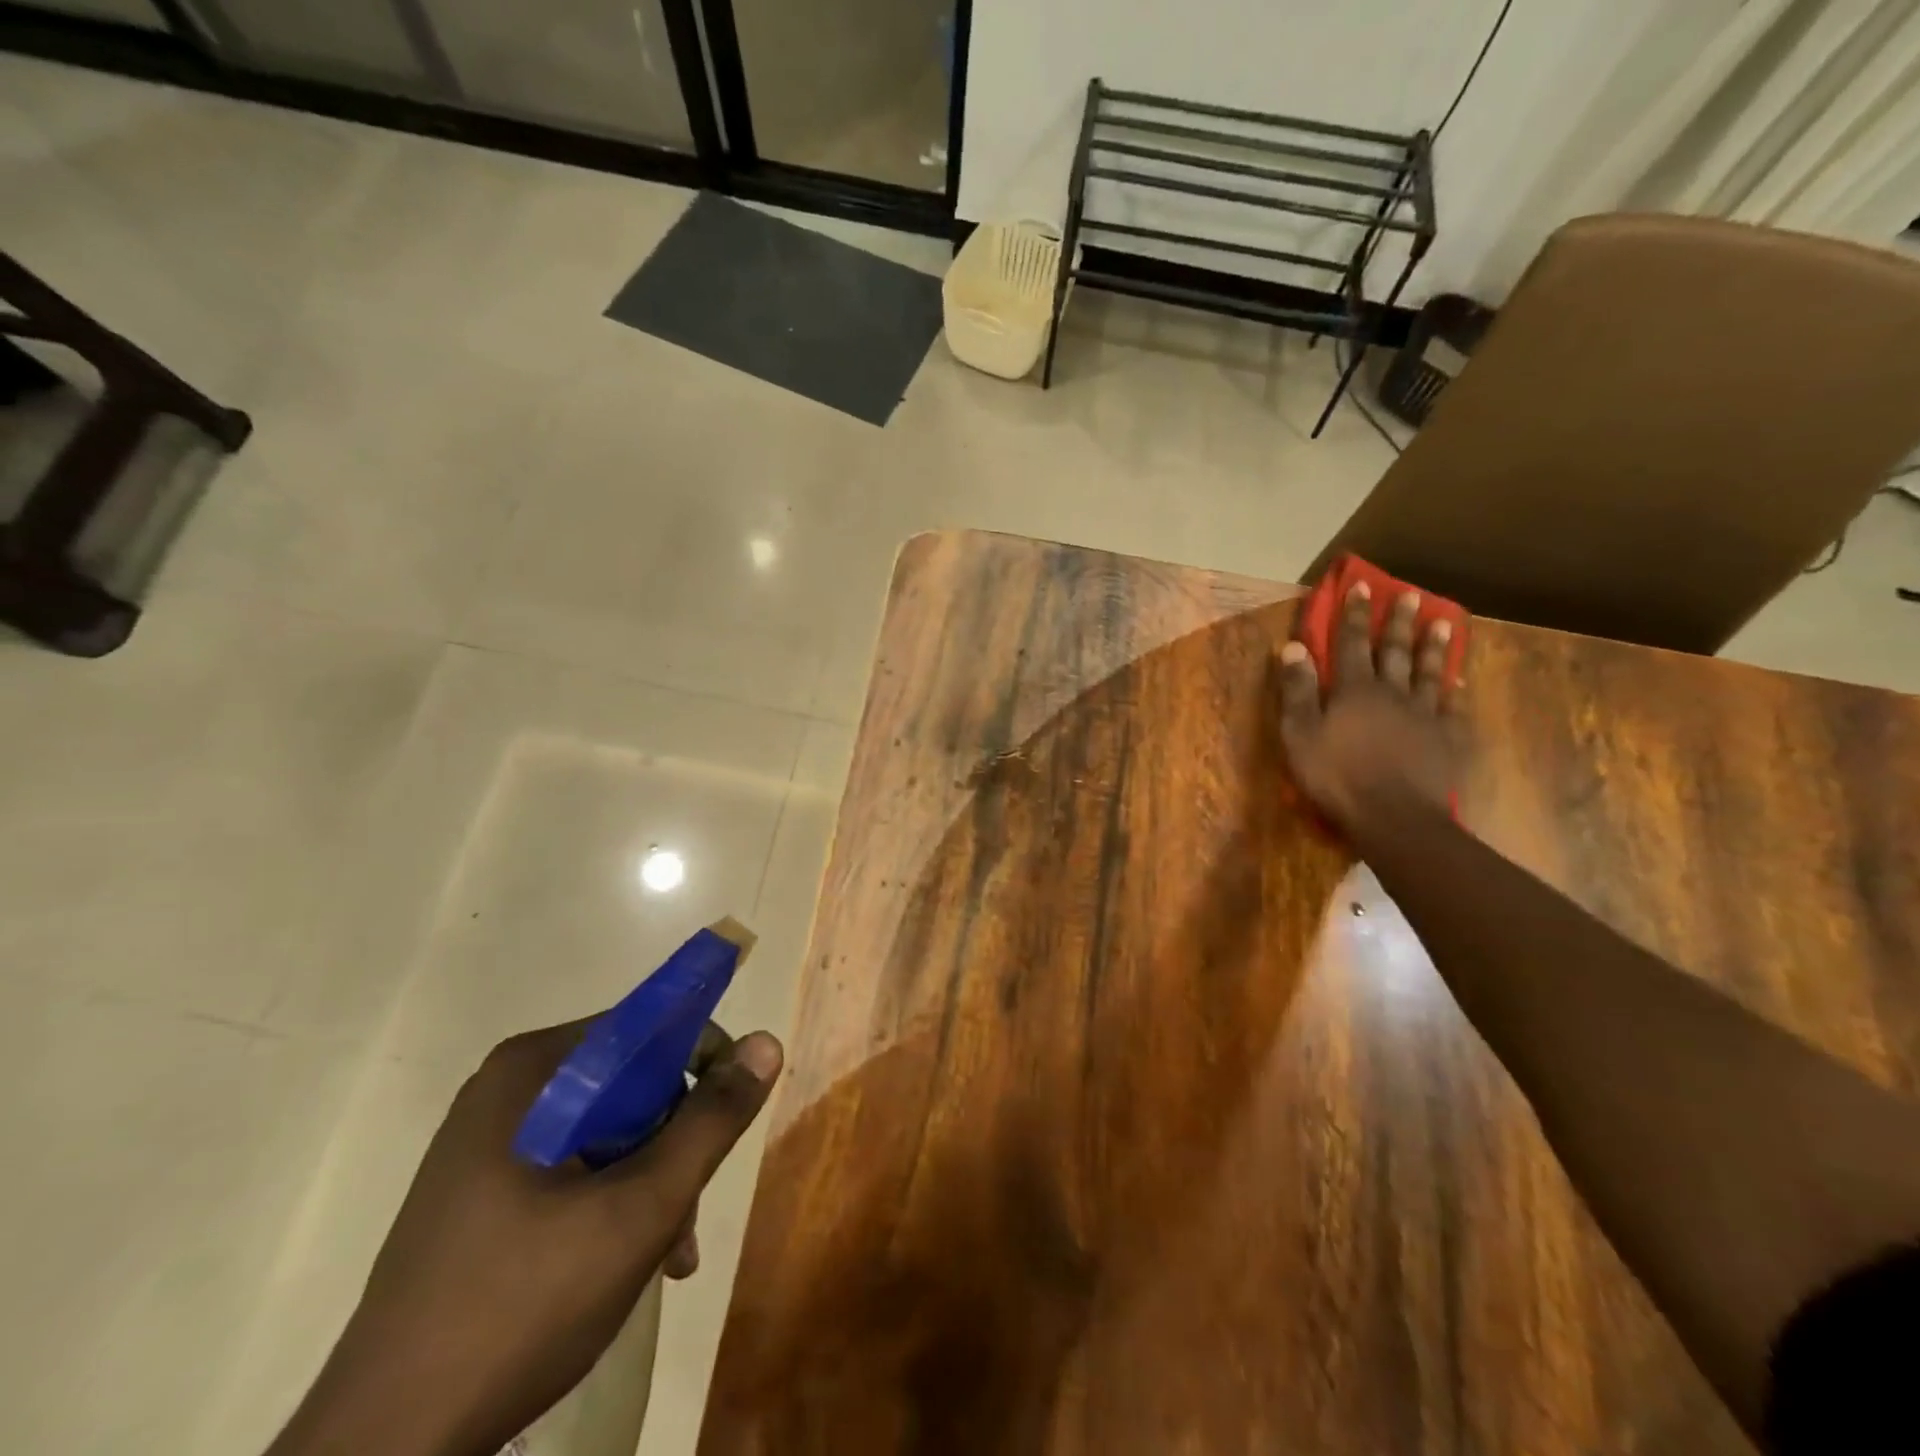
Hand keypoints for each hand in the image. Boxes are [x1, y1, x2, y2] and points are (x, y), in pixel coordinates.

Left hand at [268, 1021, 782, 1455]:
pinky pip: (573, 1168)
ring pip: (608, 1131)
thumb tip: (768, 1042)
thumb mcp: (640, 1208)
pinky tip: (631, 1264)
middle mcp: (509, 1090)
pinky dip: (612, 1203)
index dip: (702, 1062)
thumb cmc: (520, 1305)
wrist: (381, 1451)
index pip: (646, 1026)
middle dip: (674, 1144)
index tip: (728, 1118)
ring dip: (651, 1183)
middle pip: (631, 1084)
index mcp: (534, 1070)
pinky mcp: (481, 1191)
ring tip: (669, 1253)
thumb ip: (710, 1121)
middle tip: (689, 1212)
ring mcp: (489, 1143)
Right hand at [1275, 581, 1462, 835]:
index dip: (1355, 615)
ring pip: (1429, 672)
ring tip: (1443, 623)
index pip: (1352, 643)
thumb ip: (1297, 690)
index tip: (1361, 587)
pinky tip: (1459, 682)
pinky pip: (1451, 708)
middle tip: (1409, 594)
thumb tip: (1293, 647)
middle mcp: (1392, 693)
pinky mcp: (1445, 740)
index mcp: (1354, 690)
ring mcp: (1423, 715)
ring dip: (1433, 647)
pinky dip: (1454, 692)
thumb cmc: (1335, 776)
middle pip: (1395, 650)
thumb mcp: (1300, 734)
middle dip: (1399, 621)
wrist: (1393, 816)